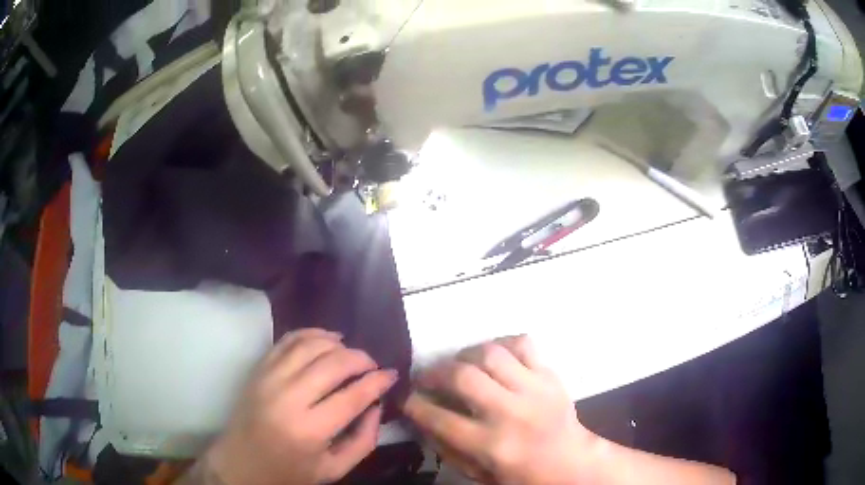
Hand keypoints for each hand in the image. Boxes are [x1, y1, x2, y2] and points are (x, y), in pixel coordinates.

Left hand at [203, 328, 397, 484]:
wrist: (240, 464)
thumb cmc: (289, 473)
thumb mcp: (334, 469)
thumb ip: (363, 440)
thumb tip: (376, 406)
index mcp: (310, 430)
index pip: (353, 396)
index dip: (377, 381)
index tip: (392, 375)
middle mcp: (288, 398)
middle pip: (333, 364)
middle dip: (361, 359)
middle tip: (373, 365)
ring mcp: (269, 379)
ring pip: (310, 345)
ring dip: (338, 343)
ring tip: (352, 353)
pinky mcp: (258, 370)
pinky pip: (287, 340)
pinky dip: (311, 334)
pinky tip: (327, 338)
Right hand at [403, 335, 594, 484]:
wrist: (570, 462)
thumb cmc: (521, 474)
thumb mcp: (478, 473)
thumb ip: (446, 448)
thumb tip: (420, 419)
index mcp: (491, 445)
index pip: (439, 418)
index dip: (414, 404)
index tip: (406, 398)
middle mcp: (511, 413)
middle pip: (463, 377)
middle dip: (434, 373)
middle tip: (427, 377)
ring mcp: (534, 390)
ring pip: (491, 354)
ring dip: (465, 355)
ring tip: (459, 365)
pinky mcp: (549, 375)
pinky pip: (523, 344)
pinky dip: (502, 344)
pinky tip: (493, 357)